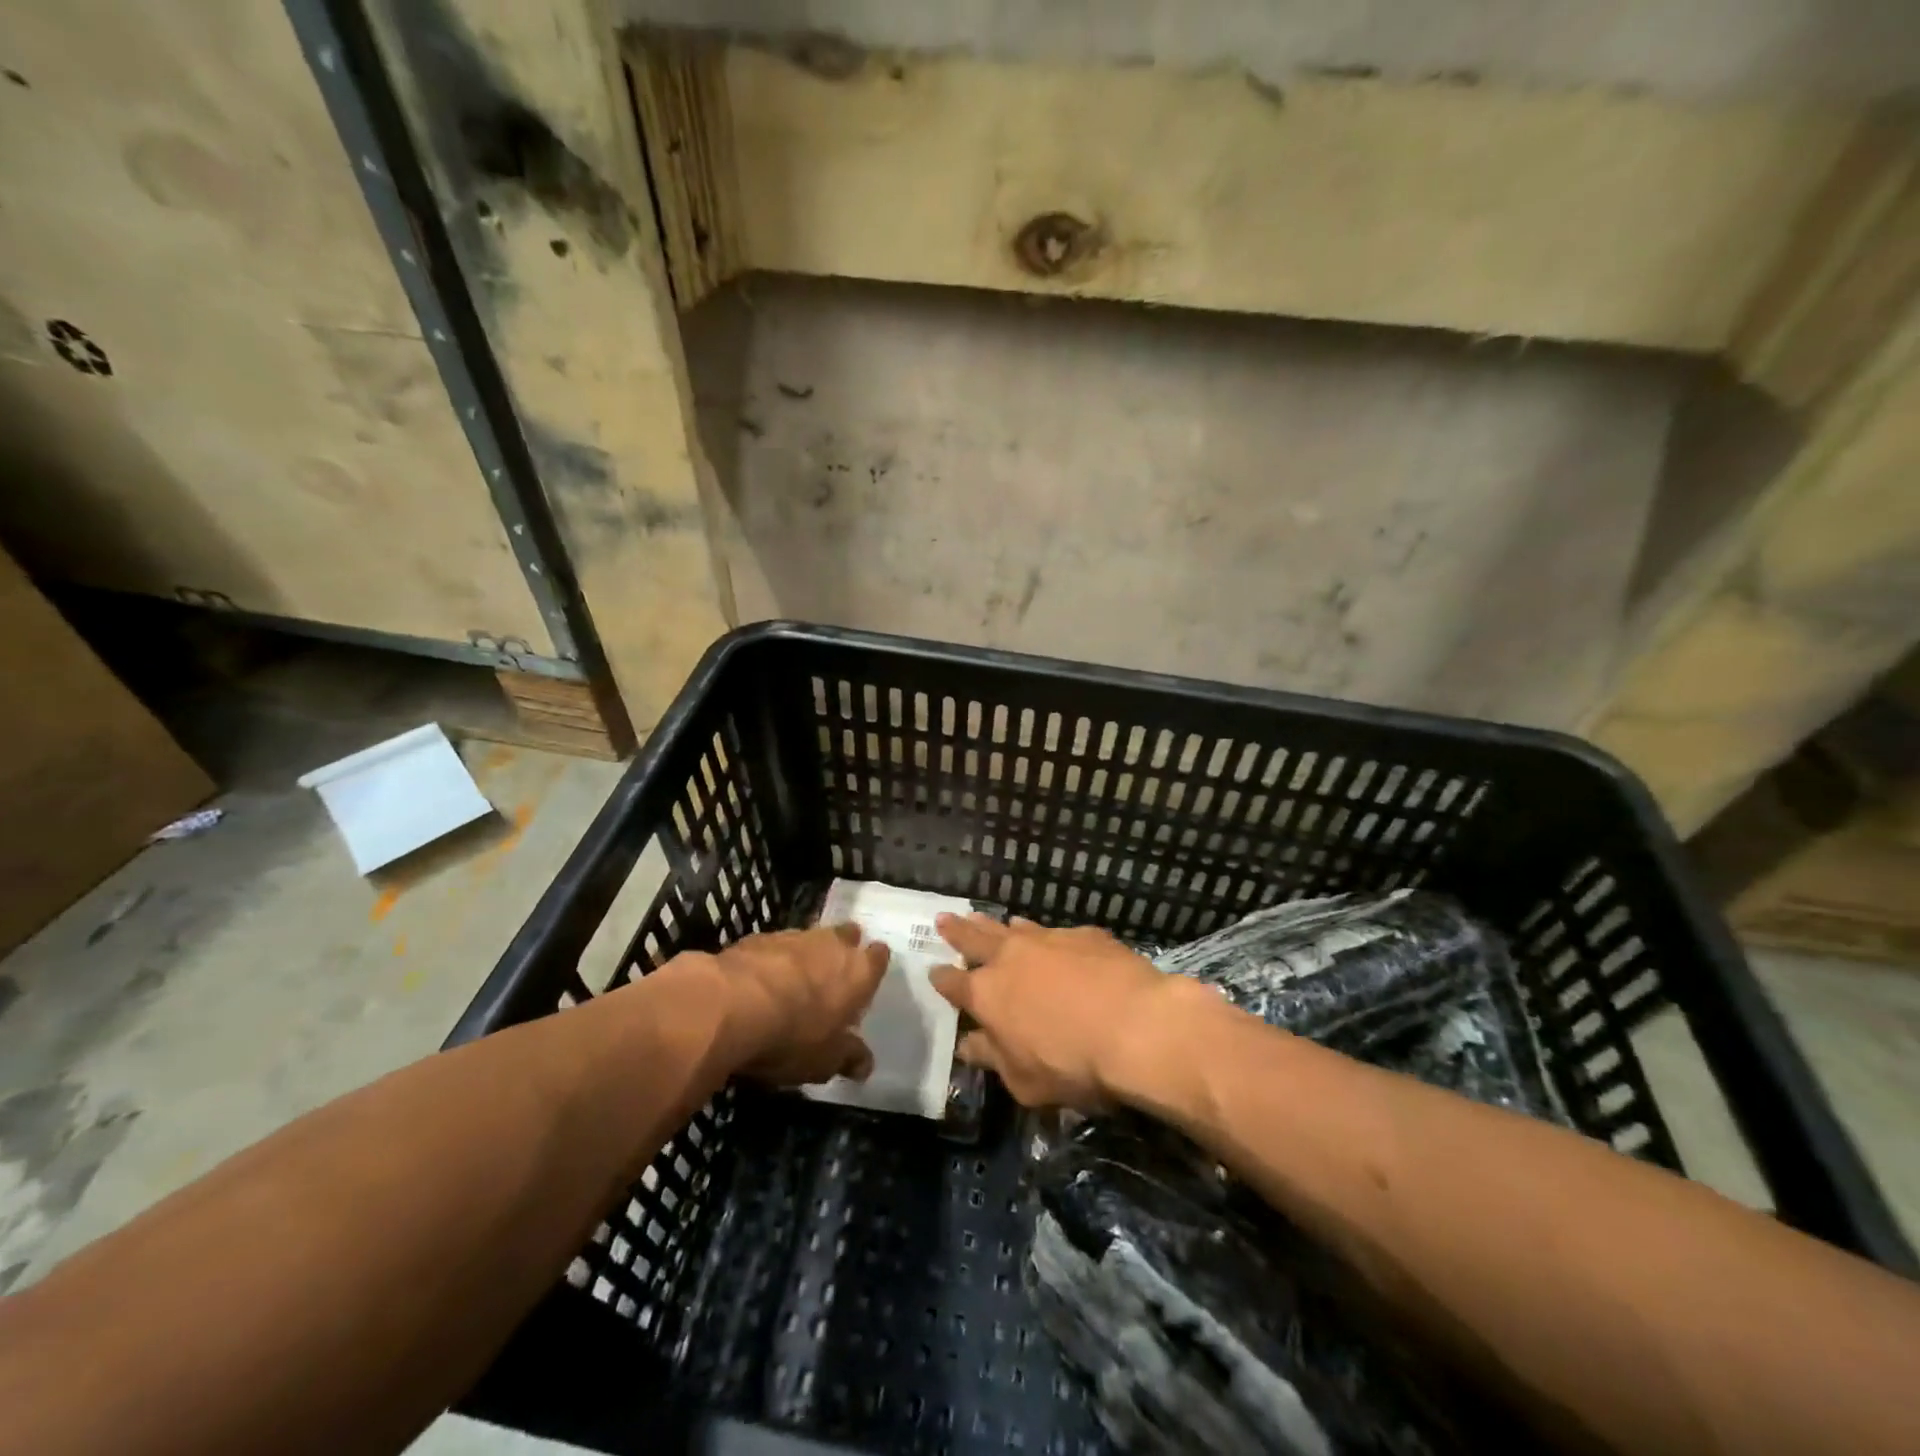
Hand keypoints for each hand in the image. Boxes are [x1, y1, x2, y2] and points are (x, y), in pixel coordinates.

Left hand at [696, 925, 889, 1085]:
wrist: (731, 1006)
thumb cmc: (793, 1036)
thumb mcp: (825, 1060)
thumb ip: (848, 1058)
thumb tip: (866, 1065)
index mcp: (858, 972)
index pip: (878, 957)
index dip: (873, 964)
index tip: (866, 978)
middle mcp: (831, 944)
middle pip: (846, 936)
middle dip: (842, 949)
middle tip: (833, 972)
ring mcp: (793, 937)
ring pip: (809, 938)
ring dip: (805, 955)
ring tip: (794, 980)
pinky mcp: (757, 938)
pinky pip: (774, 947)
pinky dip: (772, 960)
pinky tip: (760, 982)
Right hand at [929, 914, 1176, 1109]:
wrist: (1136, 1026)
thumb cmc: (1073, 1064)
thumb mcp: (1024, 1081)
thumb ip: (992, 1058)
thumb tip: (967, 1045)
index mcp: (987, 994)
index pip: (953, 983)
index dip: (941, 979)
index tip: (933, 971)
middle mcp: (1010, 957)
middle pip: (974, 938)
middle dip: (957, 931)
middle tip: (943, 919)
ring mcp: (1048, 940)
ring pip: (1014, 928)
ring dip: (999, 926)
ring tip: (991, 920)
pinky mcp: (1084, 935)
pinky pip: (1057, 932)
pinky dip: (1046, 936)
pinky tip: (1054, 940)